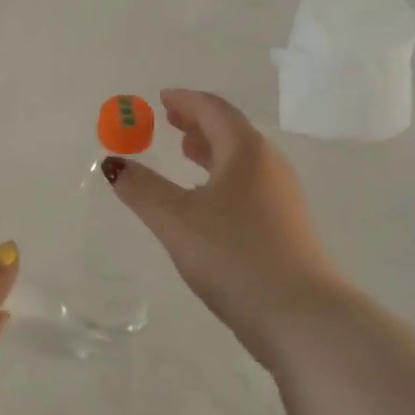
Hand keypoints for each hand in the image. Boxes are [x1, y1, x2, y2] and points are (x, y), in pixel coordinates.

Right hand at [103, 90, 346, 368]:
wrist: (302, 316)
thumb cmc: (235, 255)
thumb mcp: (176, 220)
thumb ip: (142, 189)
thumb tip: (112, 163)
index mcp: (246, 151)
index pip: (213, 109)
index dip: (185, 100)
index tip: (162, 98)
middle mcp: (269, 165)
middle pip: (231, 130)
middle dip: (198, 123)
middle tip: (169, 121)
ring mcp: (283, 196)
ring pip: (242, 159)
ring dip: (212, 150)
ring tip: (186, 154)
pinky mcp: (287, 226)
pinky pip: (249, 184)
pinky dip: (224, 177)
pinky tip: (209, 201)